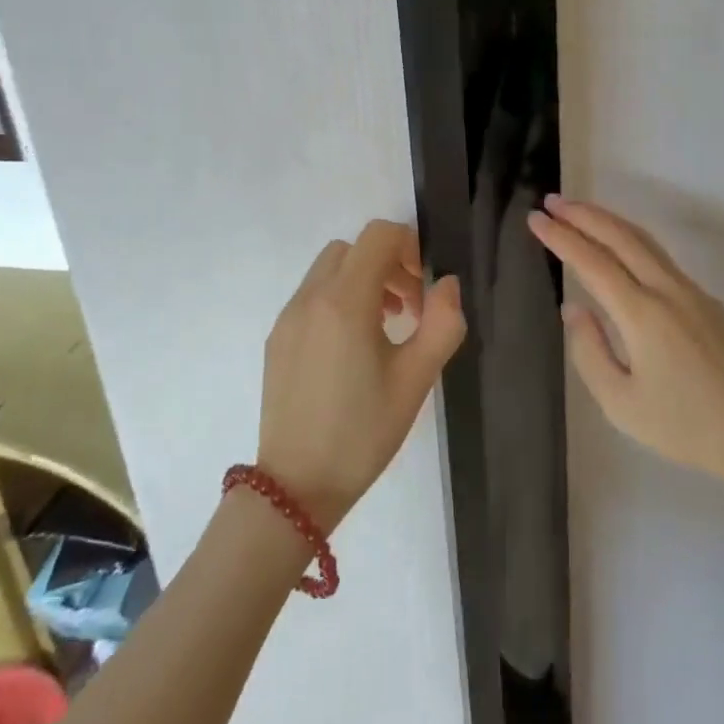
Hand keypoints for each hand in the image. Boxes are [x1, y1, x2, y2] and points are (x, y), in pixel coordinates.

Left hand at [257, 220, 465, 528]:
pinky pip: (311, 296)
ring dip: (362, 280)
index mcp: (345, 301)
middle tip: (410, 307)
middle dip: (387, 263)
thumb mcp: (416, 380)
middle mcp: (310, 298)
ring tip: (386, 326)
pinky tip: (353, 348)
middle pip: (352, 249)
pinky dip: (338, 300)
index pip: (378, 235)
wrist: (296, 487)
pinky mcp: (277, 339)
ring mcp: (288, 317)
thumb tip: (447, 284)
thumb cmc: (363, 432)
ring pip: (329, 270)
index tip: (425, 284)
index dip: (410, 246)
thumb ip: (442, 323)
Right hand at [527, 195, 723, 505]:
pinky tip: (618, 245)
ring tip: (578, 212)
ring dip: (608, 221)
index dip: (561, 237)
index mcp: (643, 314)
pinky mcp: (705, 300)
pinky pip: (660, 256)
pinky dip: (630, 239)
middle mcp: (668, 290)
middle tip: (551, 201)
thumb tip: (574, 308)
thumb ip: (589, 351)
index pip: (593, 262)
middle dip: (583, 215)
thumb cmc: (683, 427)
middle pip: (621, 237)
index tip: (535, 219)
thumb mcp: (620, 403)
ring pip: (644, 241)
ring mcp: (691, 291)